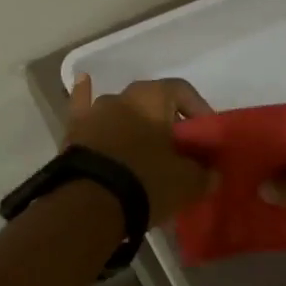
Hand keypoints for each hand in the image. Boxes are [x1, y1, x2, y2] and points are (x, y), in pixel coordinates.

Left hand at [67, 75, 216, 222]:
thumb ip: (204, 173)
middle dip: (167, 122)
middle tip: (178, 150)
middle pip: (152, 103)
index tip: (205, 136)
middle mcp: (122, 95)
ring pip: (121, 110)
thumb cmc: (146, 182)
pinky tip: (83, 82)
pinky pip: (82, 108)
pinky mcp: (74, 131)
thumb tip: (211, 173)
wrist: (90, 204)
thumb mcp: (187, 182)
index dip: (198, 110)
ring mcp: (94, 111)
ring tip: (144, 150)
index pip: (183, 91)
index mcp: (153, 97)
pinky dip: (84, 95)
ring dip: (134, 124)